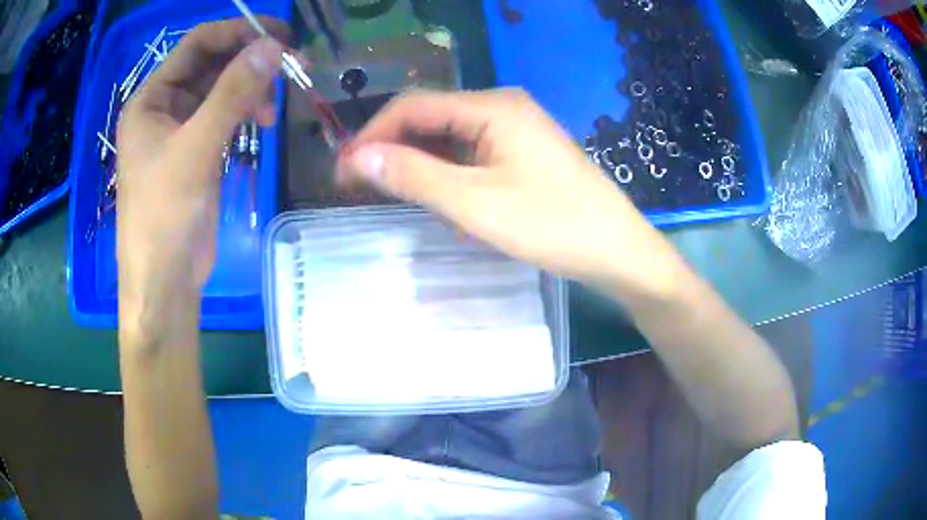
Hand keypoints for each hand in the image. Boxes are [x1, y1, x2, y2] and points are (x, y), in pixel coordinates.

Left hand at [116, 19, 286, 326]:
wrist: (164, 283)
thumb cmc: (165, 217)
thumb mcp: (196, 150)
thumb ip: (232, 94)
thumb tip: (272, 47)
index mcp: (150, 99)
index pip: (197, 44)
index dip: (237, 32)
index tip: (280, 36)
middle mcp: (163, 108)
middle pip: (211, 64)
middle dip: (249, 61)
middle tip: (290, 66)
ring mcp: (180, 130)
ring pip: (221, 90)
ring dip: (250, 89)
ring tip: (272, 107)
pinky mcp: (196, 152)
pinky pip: (224, 116)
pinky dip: (245, 113)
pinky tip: (262, 123)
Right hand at [338, 89, 682, 299]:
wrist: (618, 250)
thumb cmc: (553, 226)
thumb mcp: (476, 204)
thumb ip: (415, 175)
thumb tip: (357, 156)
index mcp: (492, 107)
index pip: (413, 106)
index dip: (371, 135)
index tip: (342, 171)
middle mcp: (502, 106)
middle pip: (430, 117)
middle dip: (392, 148)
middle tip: (359, 186)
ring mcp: (515, 128)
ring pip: (449, 137)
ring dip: (419, 162)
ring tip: (394, 195)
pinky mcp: (522, 150)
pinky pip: (471, 152)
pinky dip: (447, 172)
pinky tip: (441, 199)